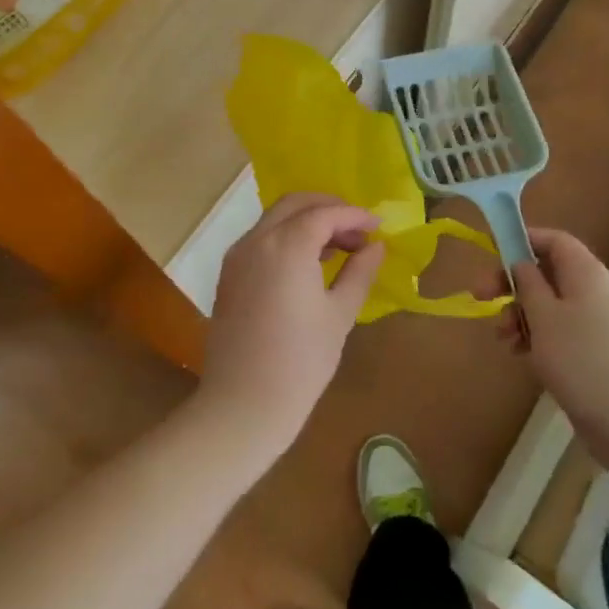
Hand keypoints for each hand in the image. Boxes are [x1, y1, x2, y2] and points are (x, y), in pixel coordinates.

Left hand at [198, 193, 384, 452]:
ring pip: (275, 218)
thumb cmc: (301, 361)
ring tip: (339, 247)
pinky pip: (261, 238)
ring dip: (307, 221)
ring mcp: (237, 255)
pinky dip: (286, 236)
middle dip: (329, 208)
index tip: (379, 225)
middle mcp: (257, 240)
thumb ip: (359, 272)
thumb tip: (375, 246)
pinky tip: (308, 262)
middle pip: (295, 204)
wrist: (243, 404)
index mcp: (287, 245)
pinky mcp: (229, 274)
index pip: (325, 214)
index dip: (354, 215)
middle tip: (358, 229)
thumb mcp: (339, 314)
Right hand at [509, 228, 608, 462]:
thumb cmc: (584, 362)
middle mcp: (598, 292)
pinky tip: (524, 358)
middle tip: (482, 300)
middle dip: (514, 285)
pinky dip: (541, 340)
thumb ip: (527, 283)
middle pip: (549, 274)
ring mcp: (603, 326)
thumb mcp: (544, 317)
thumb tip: (522, 262)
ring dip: (523, 316)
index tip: (492, 256)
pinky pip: (565, 334)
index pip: (554, 240)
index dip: (523, 240)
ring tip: (504, 340)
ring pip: (554, 307)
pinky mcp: (602, 356)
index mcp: (586, 273)